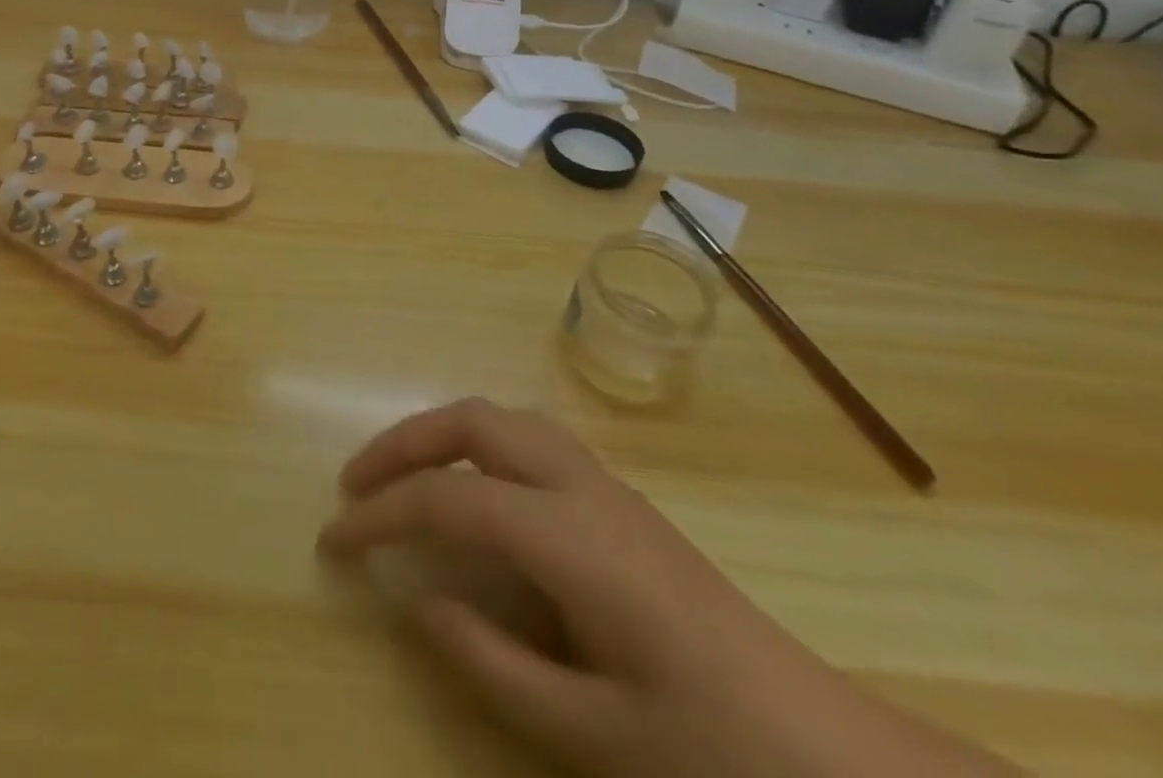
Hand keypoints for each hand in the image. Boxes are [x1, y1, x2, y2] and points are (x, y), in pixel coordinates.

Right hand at [319, 400, 1016, 777]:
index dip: (383, 514)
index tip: (334, 538)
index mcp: (570, 538)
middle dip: (403, 442)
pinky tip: (472, 491)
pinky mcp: (618, 497)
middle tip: (356, 483)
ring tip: (403, 476)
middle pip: (472, 423)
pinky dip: (479, 445)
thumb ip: (492, 663)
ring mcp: (604, 483)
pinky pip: (529, 439)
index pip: (450, 501)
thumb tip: (419, 602)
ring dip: (442, 434)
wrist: (828, 749)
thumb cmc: (711, 749)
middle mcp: (581, 486)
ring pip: (503, 418)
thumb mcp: (592, 733)